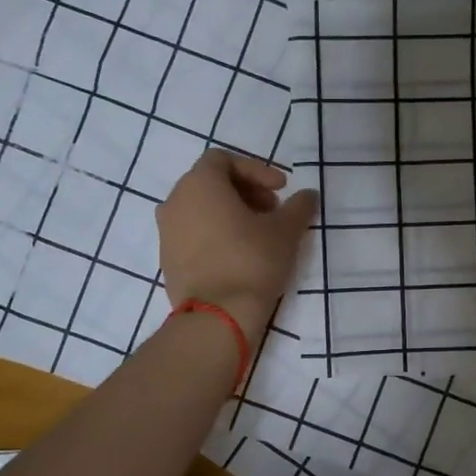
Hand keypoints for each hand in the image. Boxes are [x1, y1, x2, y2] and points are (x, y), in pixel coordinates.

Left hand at [156, 150, 317, 343]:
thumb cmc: (252, 261)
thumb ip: (298, 206)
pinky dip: (214, 233)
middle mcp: (175, 201)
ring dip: (230, 213)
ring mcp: (166, 232)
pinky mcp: (167, 259)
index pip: (224, 160)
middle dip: (245, 191)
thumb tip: (308, 195)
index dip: (256, 170)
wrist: (217, 316)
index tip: (281, 190)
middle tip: (272, 211)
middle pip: (210, 183)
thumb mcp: (285, 231)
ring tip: (258, 234)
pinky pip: (192, 233)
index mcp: (199, 184)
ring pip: (200, 209)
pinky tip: (238, 254)